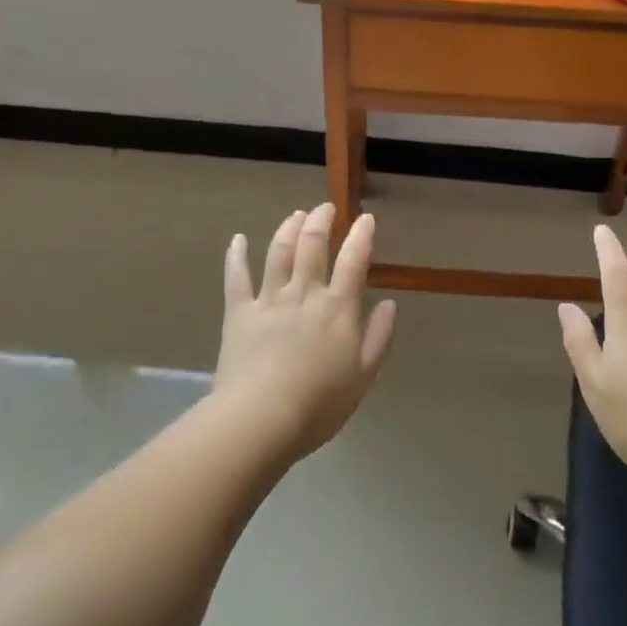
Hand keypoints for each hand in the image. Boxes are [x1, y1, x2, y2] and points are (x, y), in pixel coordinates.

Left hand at [214, 204, 396, 461]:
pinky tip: (238, 239)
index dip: (361, 236)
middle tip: (325, 207)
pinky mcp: (239, 312)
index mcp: (337, 308)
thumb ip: (378, 337)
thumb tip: (389, 304)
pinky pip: (237, 277)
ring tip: (295, 214)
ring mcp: (269, 300)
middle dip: (321, 221)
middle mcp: (304, 293)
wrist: (261, 418)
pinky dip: (237, 255)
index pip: (353, 261)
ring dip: (288, 229)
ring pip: (278, 252)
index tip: (366, 218)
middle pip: (312, 246)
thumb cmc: (319, 404)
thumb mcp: (363, 376)